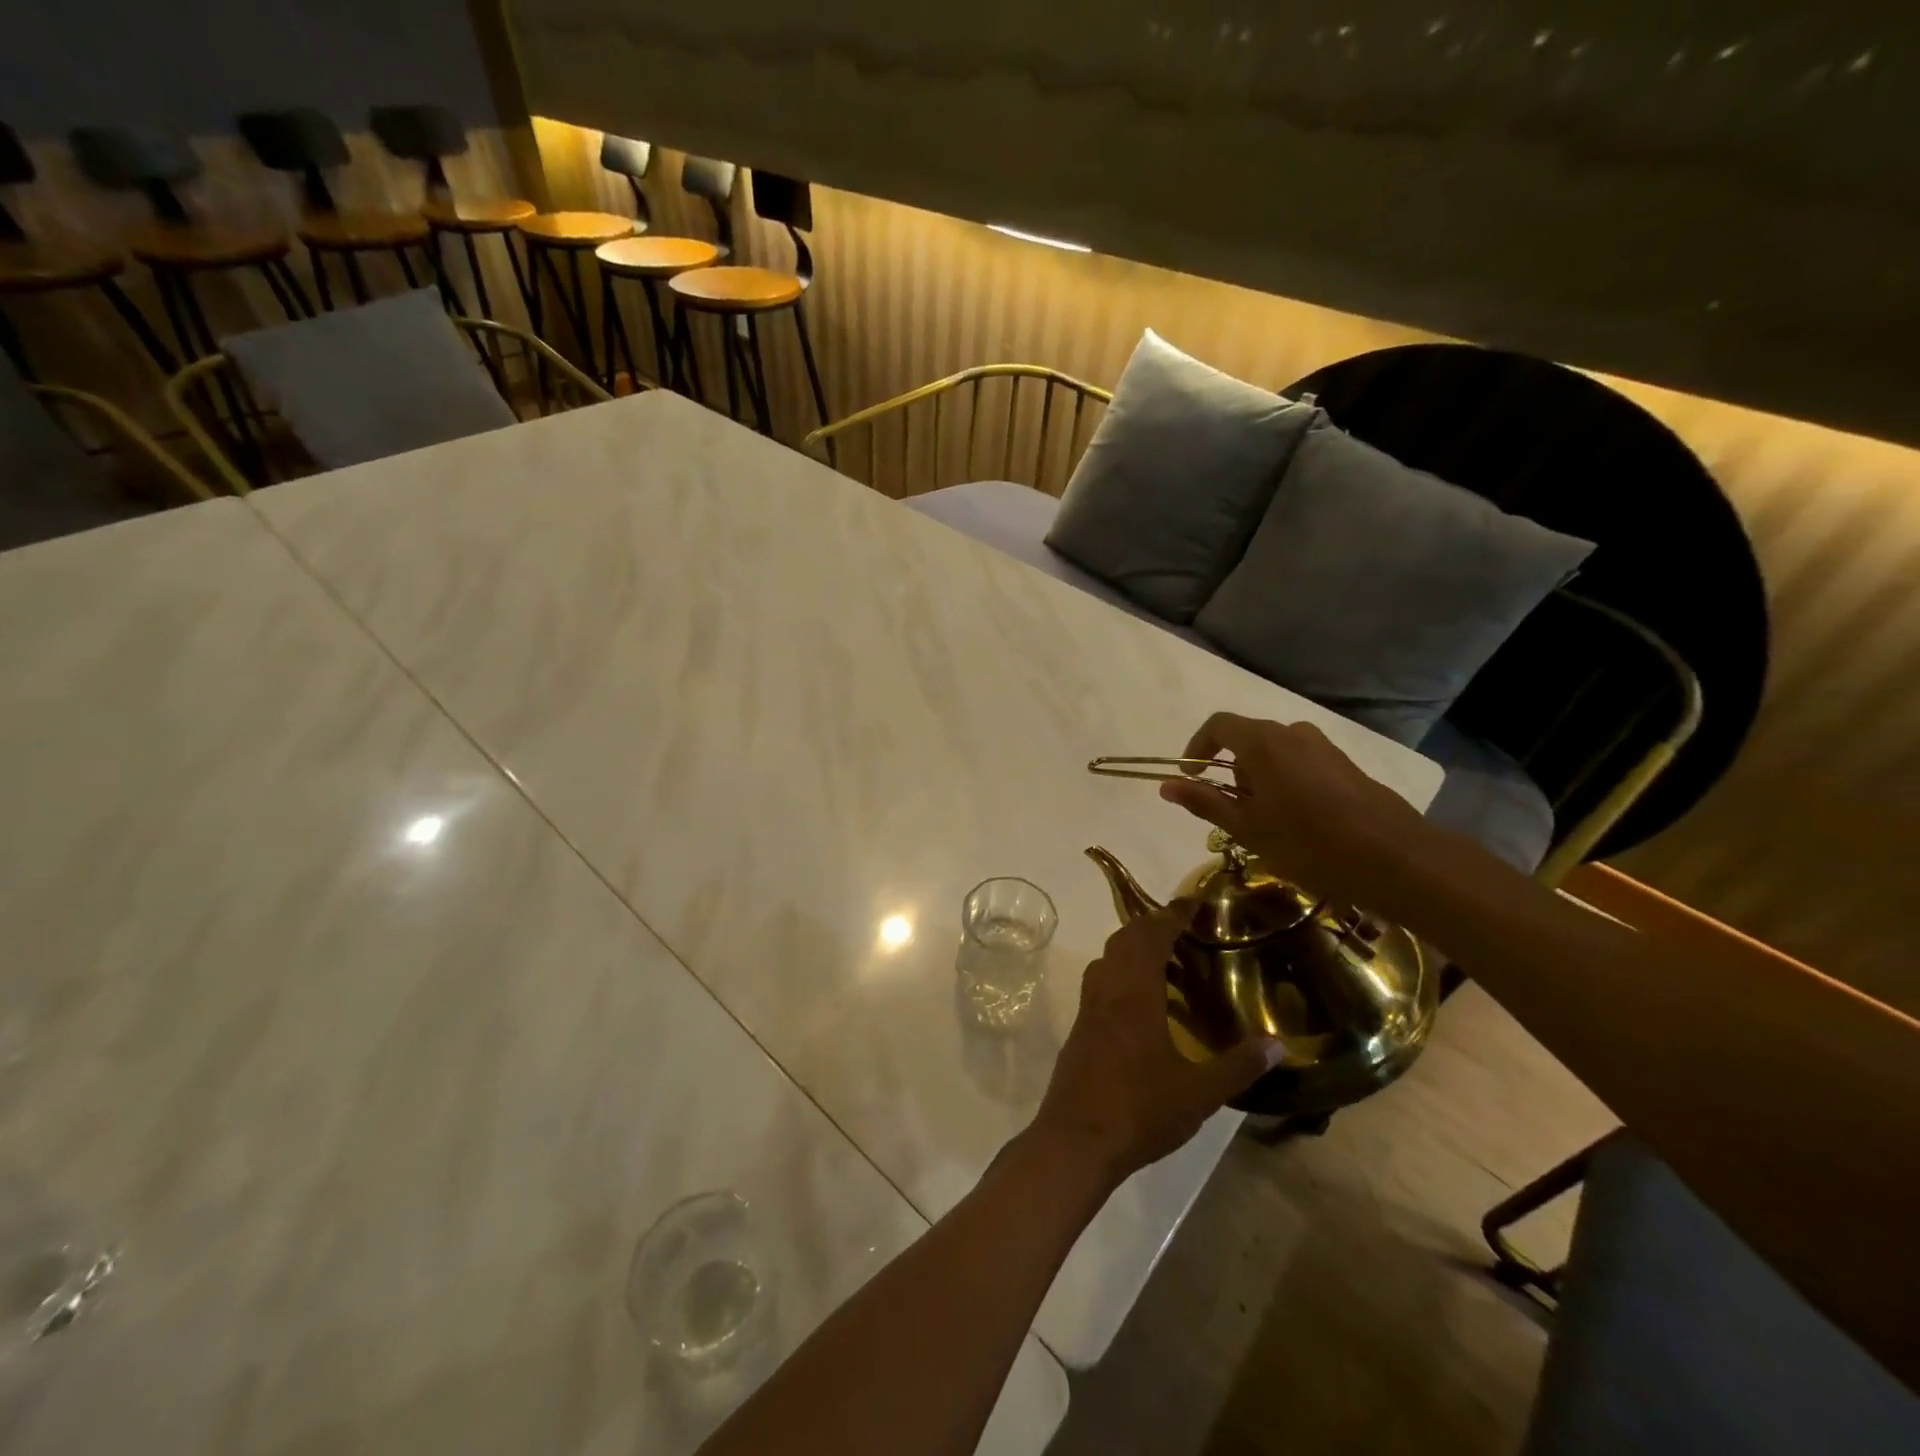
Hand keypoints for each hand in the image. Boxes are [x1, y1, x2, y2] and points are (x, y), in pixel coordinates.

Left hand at [1030, 901, 1279, 1188]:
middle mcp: (1107, 989)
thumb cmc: (1140, 1110)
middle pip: (1125, 939)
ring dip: (1134, 949)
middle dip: (1152, 925)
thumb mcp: (1199, 1093)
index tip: (1192, 901)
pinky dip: (1122, 973)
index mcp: (1134, 992)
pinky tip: (1143, 1003)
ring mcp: (1088, 1008)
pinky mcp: (1080, 1027)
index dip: (1172, 914)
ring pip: (1108, 959)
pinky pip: (1101, 982)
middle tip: (1185, 929)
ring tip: (1169, 962)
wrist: (1076, 1139)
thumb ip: (1239, 1066)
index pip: (1152, 935)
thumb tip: (1279, 1045)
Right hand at [1156, 712, 1427, 906]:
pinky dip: (1286, 781)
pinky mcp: (1346, 764)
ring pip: (1275, 752)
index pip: (1218, 725)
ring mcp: (1323, 746)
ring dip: (1259, 778)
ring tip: (1265, 820)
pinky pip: (1301, 762)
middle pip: (1247, 738)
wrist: (1394, 858)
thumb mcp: (1247, 828)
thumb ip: (1204, 801)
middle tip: (1232, 811)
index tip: (1192, 777)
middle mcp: (1292, 733)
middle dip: (1230, 770)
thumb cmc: (1308, 843)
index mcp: (1263, 742)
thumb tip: (1165, 785)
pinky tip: (1298, 820)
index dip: (1197, 747)